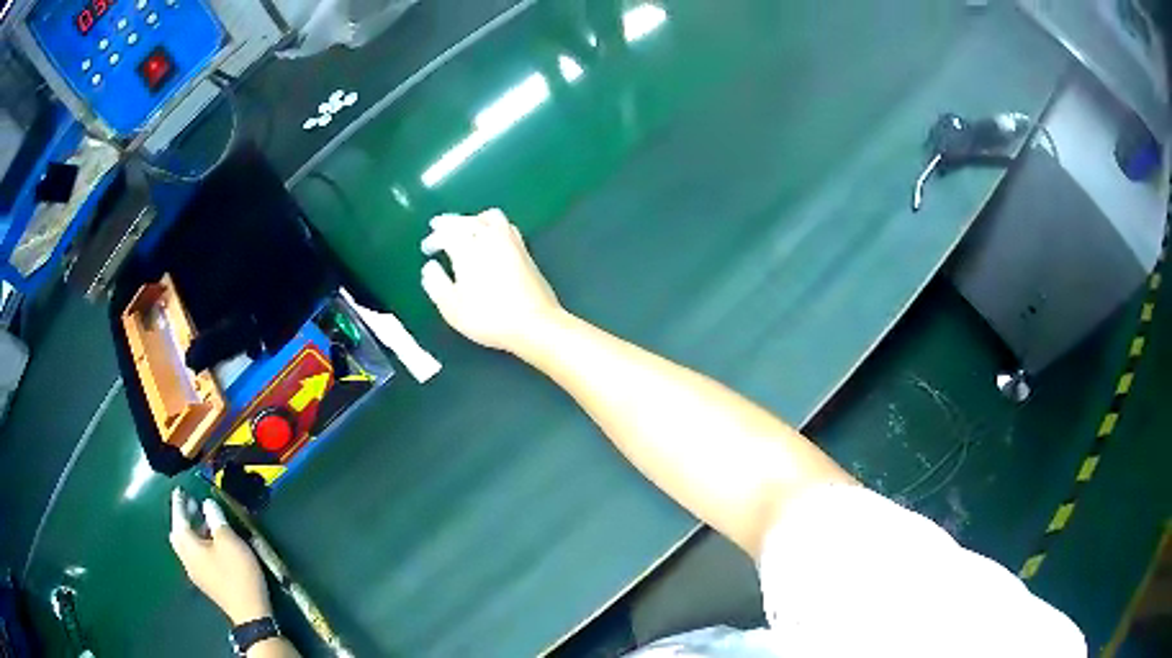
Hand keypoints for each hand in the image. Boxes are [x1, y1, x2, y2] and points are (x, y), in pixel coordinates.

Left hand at [169, 490, 271, 624]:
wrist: (249, 612)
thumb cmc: (237, 573)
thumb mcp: (229, 541)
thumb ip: (216, 519)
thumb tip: (207, 504)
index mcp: (188, 546)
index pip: (178, 518)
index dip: (180, 502)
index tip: (181, 489)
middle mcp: (186, 558)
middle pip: (178, 533)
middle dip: (183, 518)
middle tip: (193, 504)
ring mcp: (196, 573)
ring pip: (187, 546)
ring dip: (192, 531)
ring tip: (205, 521)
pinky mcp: (206, 582)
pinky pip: (195, 556)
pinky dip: (199, 544)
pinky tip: (212, 544)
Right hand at [421, 209, 564, 352]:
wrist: (535, 323)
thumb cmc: (489, 318)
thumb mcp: (452, 308)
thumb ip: (436, 284)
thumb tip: (430, 268)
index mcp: (468, 249)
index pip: (447, 234)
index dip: (434, 239)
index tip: (427, 248)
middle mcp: (490, 238)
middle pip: (468, 220)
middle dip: (451, 222)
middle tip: (439, 226)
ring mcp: (511, 242)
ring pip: (491, 217)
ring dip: (474, 219)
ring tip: (466, 228)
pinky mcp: (525, 251)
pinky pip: (506, 226)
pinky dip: (492, 226)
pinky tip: (490, 239)